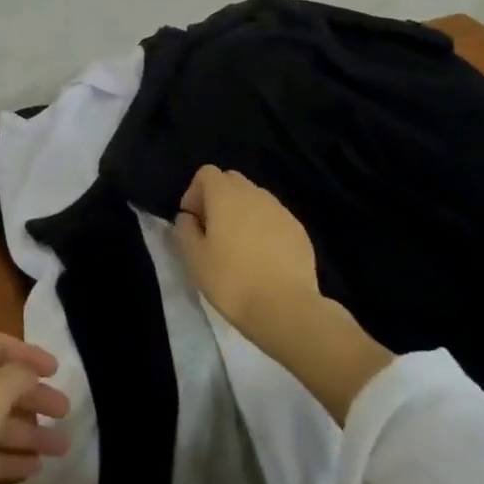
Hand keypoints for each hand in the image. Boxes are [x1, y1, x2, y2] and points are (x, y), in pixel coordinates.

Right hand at [176, 165, 320, 339]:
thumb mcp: (193, 259)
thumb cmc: (232, 282)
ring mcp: (281, 211)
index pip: (207, 173)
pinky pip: (274, 218)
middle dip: (218, 199)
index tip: (193, 222)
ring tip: (240, 247)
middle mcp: (255, 194)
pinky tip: (263, 259)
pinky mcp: (299, 231)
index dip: (194, 193)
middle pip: (232, 181)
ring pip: (255, 199)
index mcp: (226, 195)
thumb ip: (184, 230)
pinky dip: (264, 228)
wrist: (287, 309)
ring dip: (242, 213)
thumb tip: (188, 218)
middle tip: (213, 232)